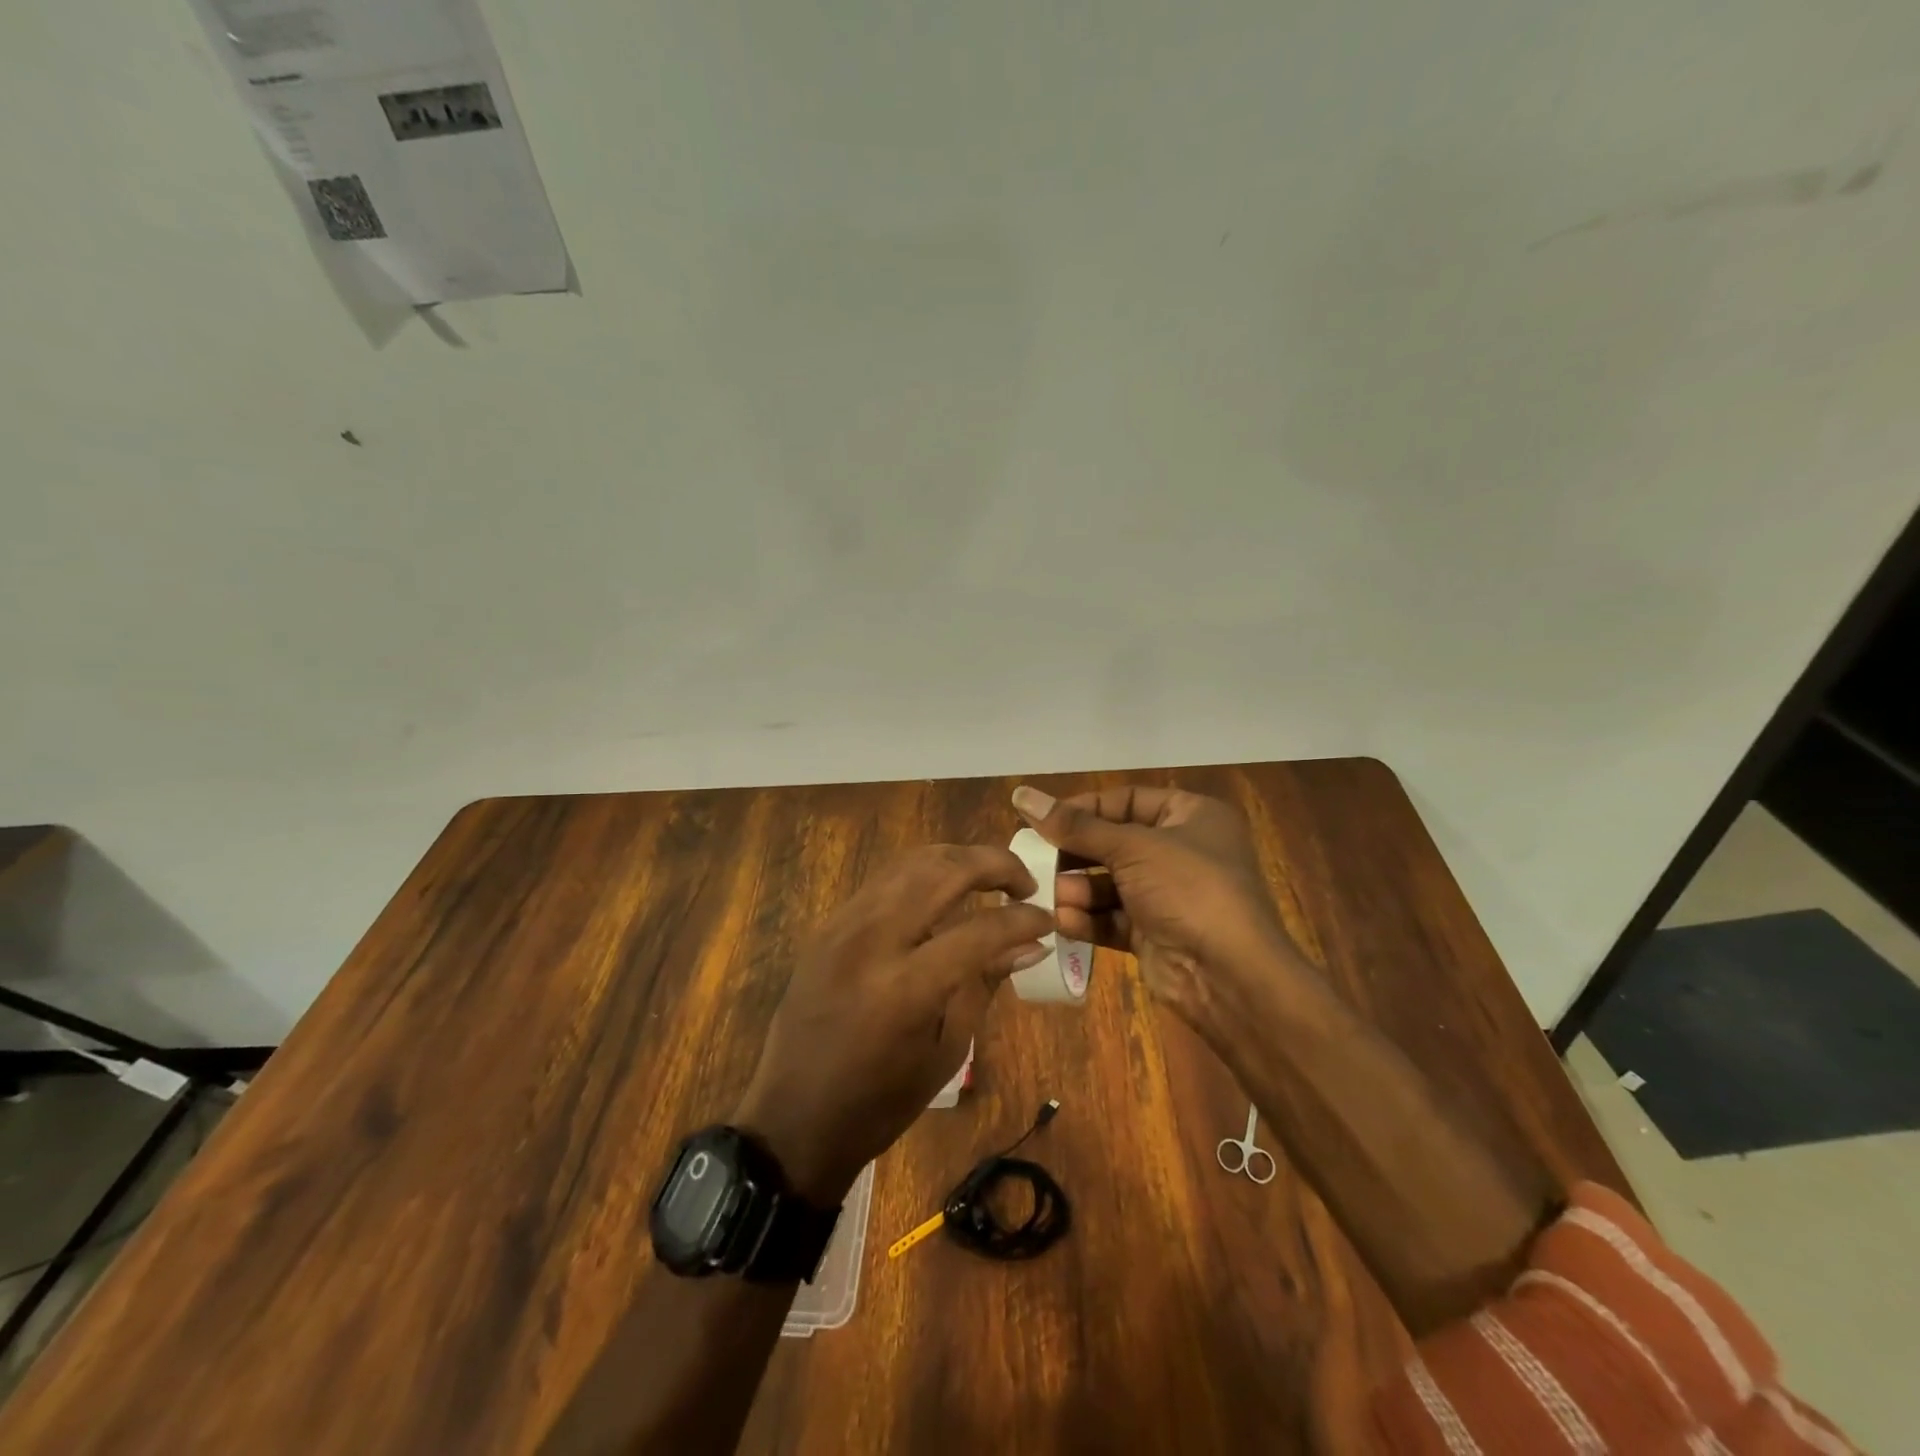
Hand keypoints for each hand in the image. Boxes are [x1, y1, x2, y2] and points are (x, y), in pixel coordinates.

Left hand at [735, 845, 1053, 1204]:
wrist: (793, 1118)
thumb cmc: (880, 1102)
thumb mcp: (946, 1050)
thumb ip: (984, 984)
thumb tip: (1029, 944)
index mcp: (907, 987)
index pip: (980, 929)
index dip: (1023, 919)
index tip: (1046, 918)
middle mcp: (872, 940)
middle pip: (943, 870)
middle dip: (994, 864)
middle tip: (1023, 882)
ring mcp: (843, 925)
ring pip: (910, 862)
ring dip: (957, 860)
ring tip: (988, 877)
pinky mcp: (828, 925)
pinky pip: (883, 882)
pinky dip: (922, 875)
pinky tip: (942, 892)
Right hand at [1011, 785, 1309, 1032]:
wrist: (1230, 976)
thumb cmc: (1189, 890)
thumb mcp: (1132, 847)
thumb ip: (1075, 826)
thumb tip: (1022, 794)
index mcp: (1191, 816)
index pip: (1127, 800)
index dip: (1084, 808)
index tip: (1042, 819)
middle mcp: (1181, 851)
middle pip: (1113, 842)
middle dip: (1075, 854)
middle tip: (1035, 859)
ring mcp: (1168, 895)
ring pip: (1109, 883)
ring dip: (1078, 889)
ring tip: (1051, 896)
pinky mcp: (1154, 933)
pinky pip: (1112, 918)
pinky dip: (1088, 919)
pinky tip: (1064, 922)